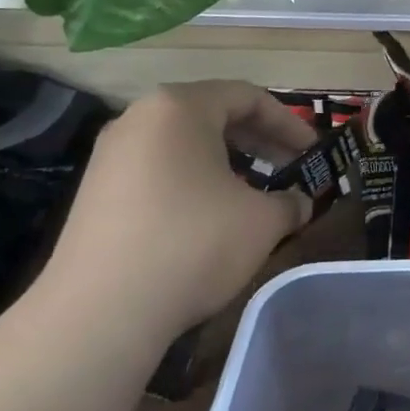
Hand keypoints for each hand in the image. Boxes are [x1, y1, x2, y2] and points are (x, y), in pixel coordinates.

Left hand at [32, 82, 315, 340]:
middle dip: (259, 142)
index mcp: (180, 107)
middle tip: (290, 170)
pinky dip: (194, 183)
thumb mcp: (262, 221)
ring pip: (185, 145)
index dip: (289, 124)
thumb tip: (299, 205)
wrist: (99, 312)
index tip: (313, 153)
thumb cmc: (193, 244)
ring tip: (254, 196)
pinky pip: (159, 171)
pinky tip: (211, 219)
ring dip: (227, 164)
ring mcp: (111, 157)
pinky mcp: (96, 194)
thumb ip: (290, 203)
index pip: (248, 97)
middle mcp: (140, 119)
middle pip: (213, 116)